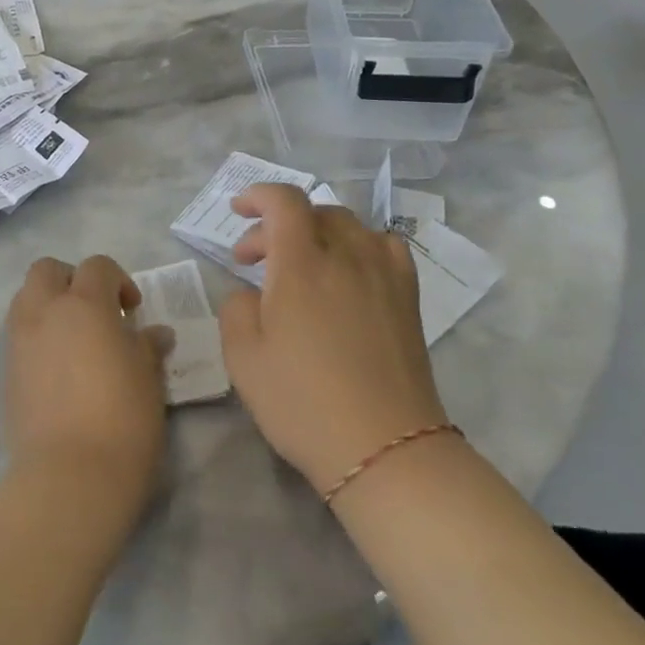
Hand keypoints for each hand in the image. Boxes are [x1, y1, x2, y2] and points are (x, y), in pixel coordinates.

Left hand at [4, 256, 172, 514]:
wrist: (71, 476)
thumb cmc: (123, 420)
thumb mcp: (148, 379)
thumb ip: (147, 346)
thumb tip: (155, 333)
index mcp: (84, 305)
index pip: (97, 266)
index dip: (118, 280)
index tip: (132, 310)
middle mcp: (45, 312)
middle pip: (47, 270)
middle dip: (70, 279)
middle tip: (96, 311)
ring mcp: (20, 341)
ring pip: (25, 298)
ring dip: (48, 304)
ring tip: (74, 337)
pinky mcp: (7, 371)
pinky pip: (19, 334)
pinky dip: (36, 335)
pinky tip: (59, 367)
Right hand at [218, 184, 443, 493]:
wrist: (385, 449)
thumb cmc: (302, 402)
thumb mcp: (243, 357)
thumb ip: (236, 309)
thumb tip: (251, 294)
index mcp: (302, 265)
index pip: (285, 201)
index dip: (258, 195)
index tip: (237, 210)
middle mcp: (348, 257)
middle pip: (315, 212)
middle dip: (277, 225)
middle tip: (253, 260)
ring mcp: (384, 276)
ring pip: (351, 226)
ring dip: (317, 232)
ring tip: (302, 264)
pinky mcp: (408, 300)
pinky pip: (385, 248)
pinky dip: (359, 247)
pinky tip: (349, 274)